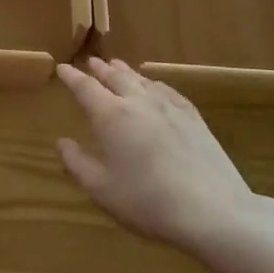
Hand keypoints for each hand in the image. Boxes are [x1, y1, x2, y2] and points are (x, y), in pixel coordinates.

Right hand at [55, 58, 273, 252]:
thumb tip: (62, 142)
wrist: (212, 209)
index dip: (72, 77)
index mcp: (111, 116)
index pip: (86, 88)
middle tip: (90, 62)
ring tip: (117, 65)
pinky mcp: (193, 117)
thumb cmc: (148, 202)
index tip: (62, 68)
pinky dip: (153, 83)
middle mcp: (138, 102)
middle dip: (100, 69)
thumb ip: (78, 163)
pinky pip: (167, 90)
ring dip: (125, 71)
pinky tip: (155, 86)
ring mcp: (169, 107)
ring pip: (142, 80)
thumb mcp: (102, 190)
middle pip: (115, 77)